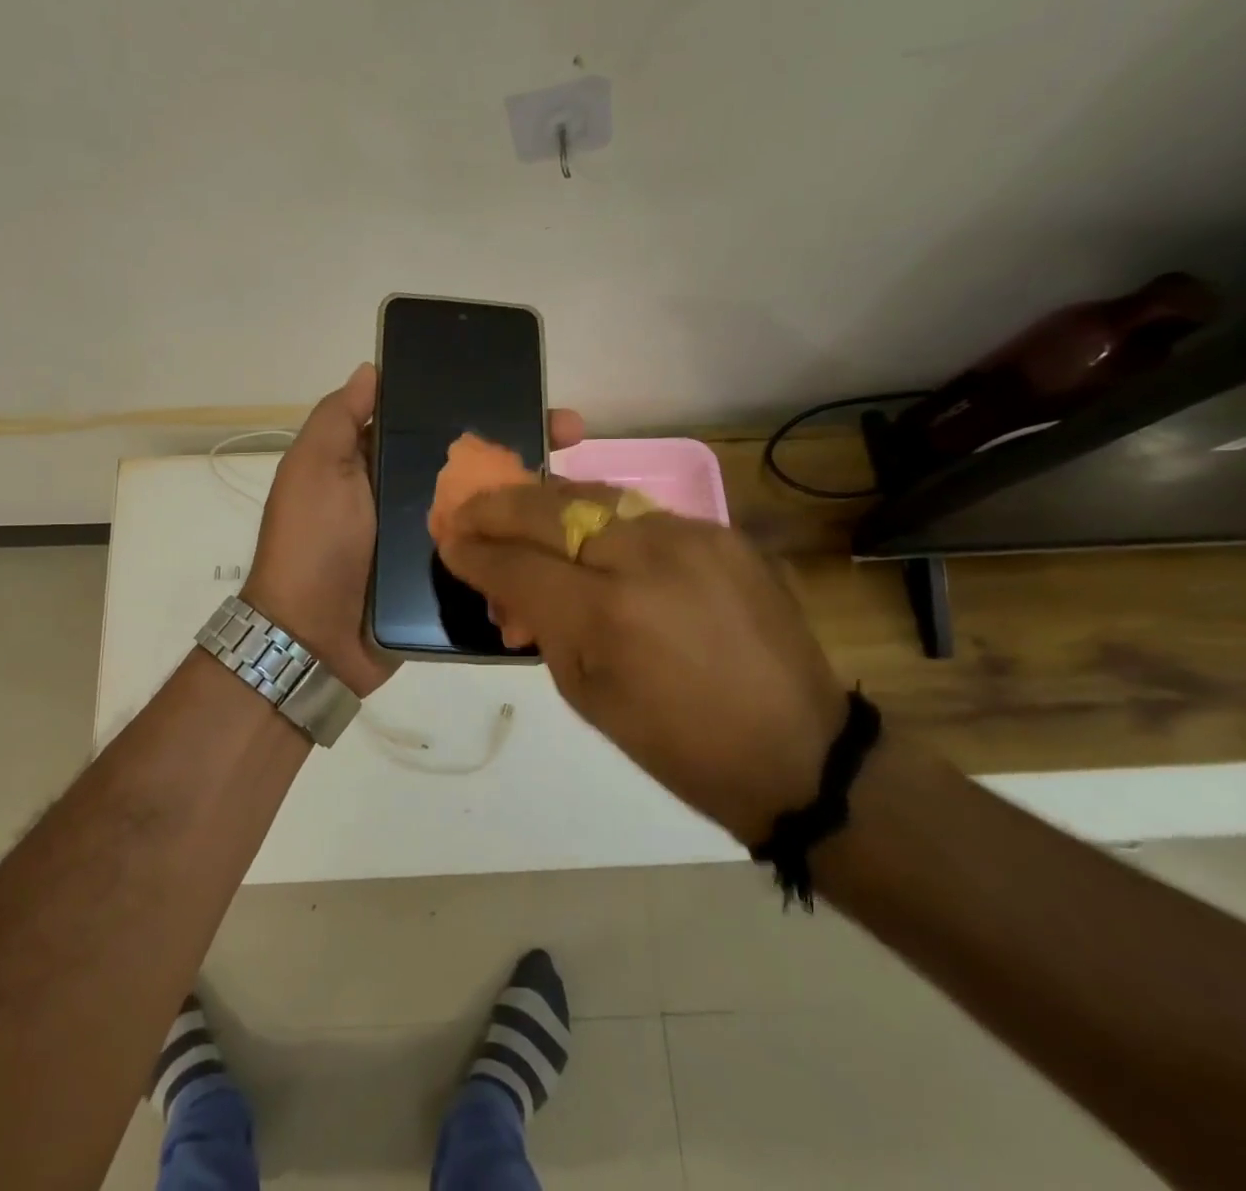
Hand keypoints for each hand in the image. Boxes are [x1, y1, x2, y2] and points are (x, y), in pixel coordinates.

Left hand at [243, 363, 583, 696]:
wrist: (313, 640)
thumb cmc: (311, 544)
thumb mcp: (312, 470)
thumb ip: (338, 419)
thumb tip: (372, 368)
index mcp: (384, 465)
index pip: (440, 425)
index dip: (480, 403)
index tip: (524, 387)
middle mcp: (415, 497)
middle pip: (477, 463)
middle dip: (524, 441)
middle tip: (572, 432)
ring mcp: (438, 540)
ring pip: (494, 507)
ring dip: (534, 491)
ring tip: (579, 480)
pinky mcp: (454, 580)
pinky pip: (495, 553)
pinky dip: (526, 542)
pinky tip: (565, 529)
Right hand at [436, 480, 847, 845]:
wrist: (797, 749)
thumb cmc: (677, 744)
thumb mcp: (587, 695)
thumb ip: (542, 625)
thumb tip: (509, 582)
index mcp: (606, 615)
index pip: (517, 565)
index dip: (474, 553)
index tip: (448, 543)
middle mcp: (645, 558)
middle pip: (549, 508)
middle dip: (497, 507)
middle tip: (465, 510)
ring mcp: (689, 535)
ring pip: (594, 496)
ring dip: (545, 503)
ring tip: (515, 510)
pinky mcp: (721, 531)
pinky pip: (641, 514)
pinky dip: (600, 520)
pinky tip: (586, 536)